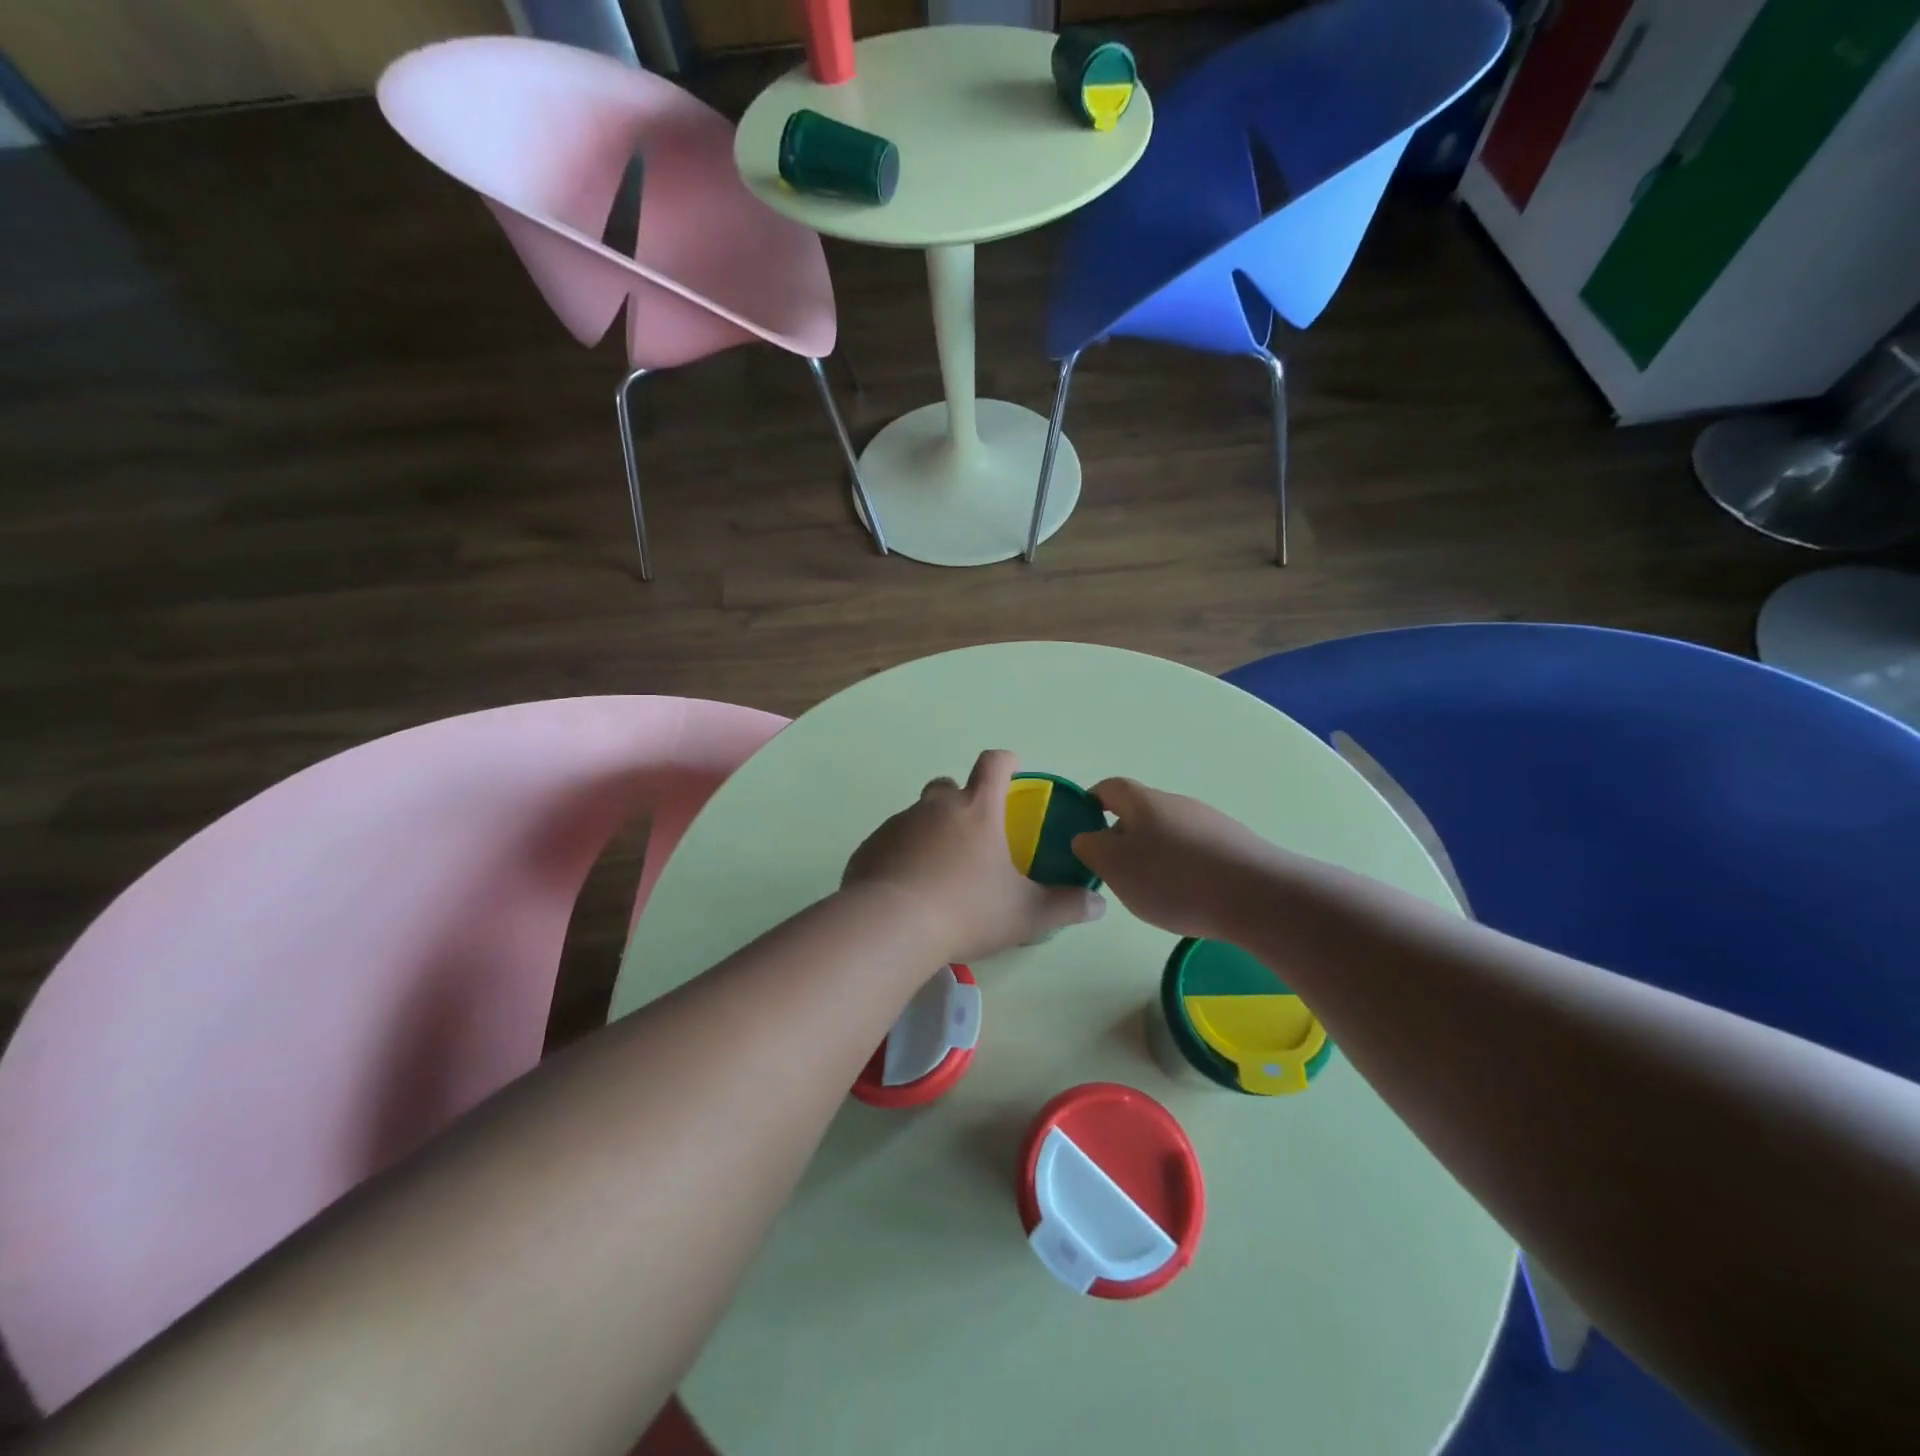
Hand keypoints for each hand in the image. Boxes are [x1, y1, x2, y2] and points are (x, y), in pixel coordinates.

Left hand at [844, 750, 1105, 963]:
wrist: (890, 926)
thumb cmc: (966, 911)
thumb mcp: (1026, 915)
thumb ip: (1065, 906)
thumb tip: (1098, 906)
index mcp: (977, 810)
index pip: (993, 765)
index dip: (1005, 762)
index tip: (1011, 768)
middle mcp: (935, 807)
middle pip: (948, 786)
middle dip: (961, 799)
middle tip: (973, 835)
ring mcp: (898, 824)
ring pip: (917, 816)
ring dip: (930, 832)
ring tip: (939, 872)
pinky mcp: (871, 846)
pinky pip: (891, 842)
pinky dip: (902, 855)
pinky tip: (908, 889)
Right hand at [1070, 777, 1277, 942]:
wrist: (1259, 896)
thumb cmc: (1174, 879)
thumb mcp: (1115, 867)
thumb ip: (1092, 849)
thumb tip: (1087, 837)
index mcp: (1143, 801)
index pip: (1109, 788)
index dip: (1091, 802)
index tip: (1082, 825)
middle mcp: (1177, 802)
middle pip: (1140, 811)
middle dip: (1123, 836)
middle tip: (1114, 870)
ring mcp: (1210, 822)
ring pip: (1169, 832)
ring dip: (1155, 853)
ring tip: (1153, 890)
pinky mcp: (1235, 845)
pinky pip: (1196, 850)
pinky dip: (1183, 867)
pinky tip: (1189, 897)